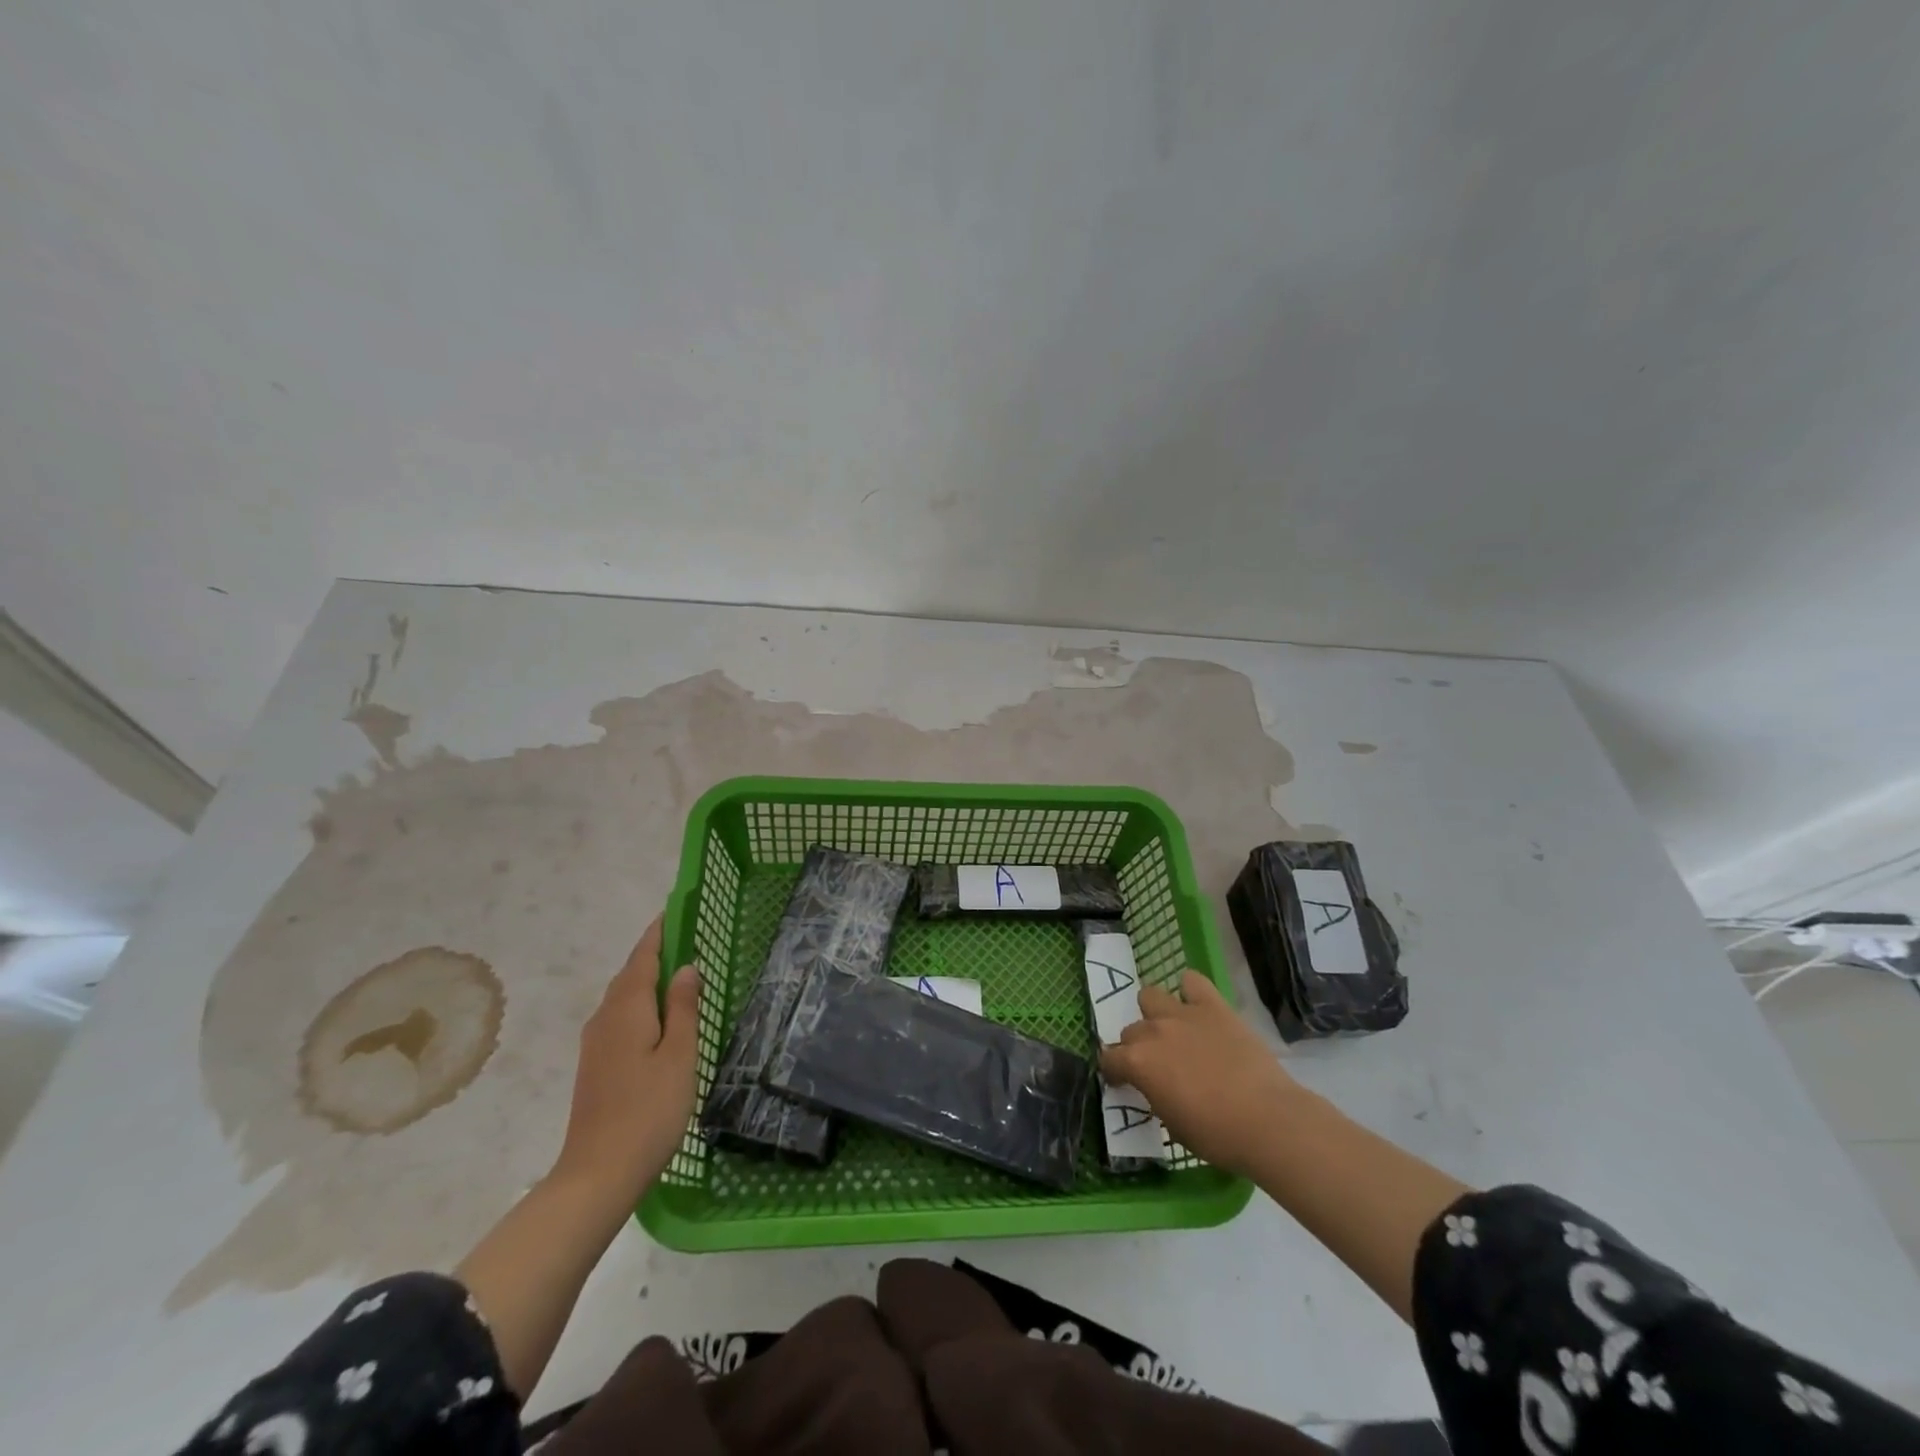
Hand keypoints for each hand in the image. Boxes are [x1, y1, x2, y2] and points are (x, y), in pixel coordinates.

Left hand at [553, 915, 701, 1198]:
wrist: (598, 1174)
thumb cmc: (649, 1110)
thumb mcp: (679, 1054)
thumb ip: (683, 1007)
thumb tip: (686, 967)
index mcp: (627, 1008)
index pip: (643, 956)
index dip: (659, 932)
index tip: (675, 909)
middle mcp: (605, 1018)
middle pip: (630, 974)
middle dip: (654, 953)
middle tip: (686, 937)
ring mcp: (596, 1044)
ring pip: (624, 998)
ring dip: (647, 979)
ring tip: (678, 973)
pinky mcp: (596, 1065)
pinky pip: (620, 1018)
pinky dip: (641, 1004)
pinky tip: (659, 1018)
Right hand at [1099, 970, 1302, 1175]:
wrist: (1267, 1120)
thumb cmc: (1217, 1135)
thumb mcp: (1173, 1125)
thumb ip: (1155, 1096)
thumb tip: (1155, 1086)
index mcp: (1139, 1063)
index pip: (1109, 1059)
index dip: (1114, 1072)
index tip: (1122, 1082)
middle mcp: (1153, 1031)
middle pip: (1130, 1030)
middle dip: (1137, 1046)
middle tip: (1156, 1064)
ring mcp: (1183, 1014)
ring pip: (1150, 996)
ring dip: (1155, 1013)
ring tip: (1171, 1030)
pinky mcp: (1213, 1006)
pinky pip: (1192, 981)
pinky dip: (1190, 990)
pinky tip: (1196, 1005)